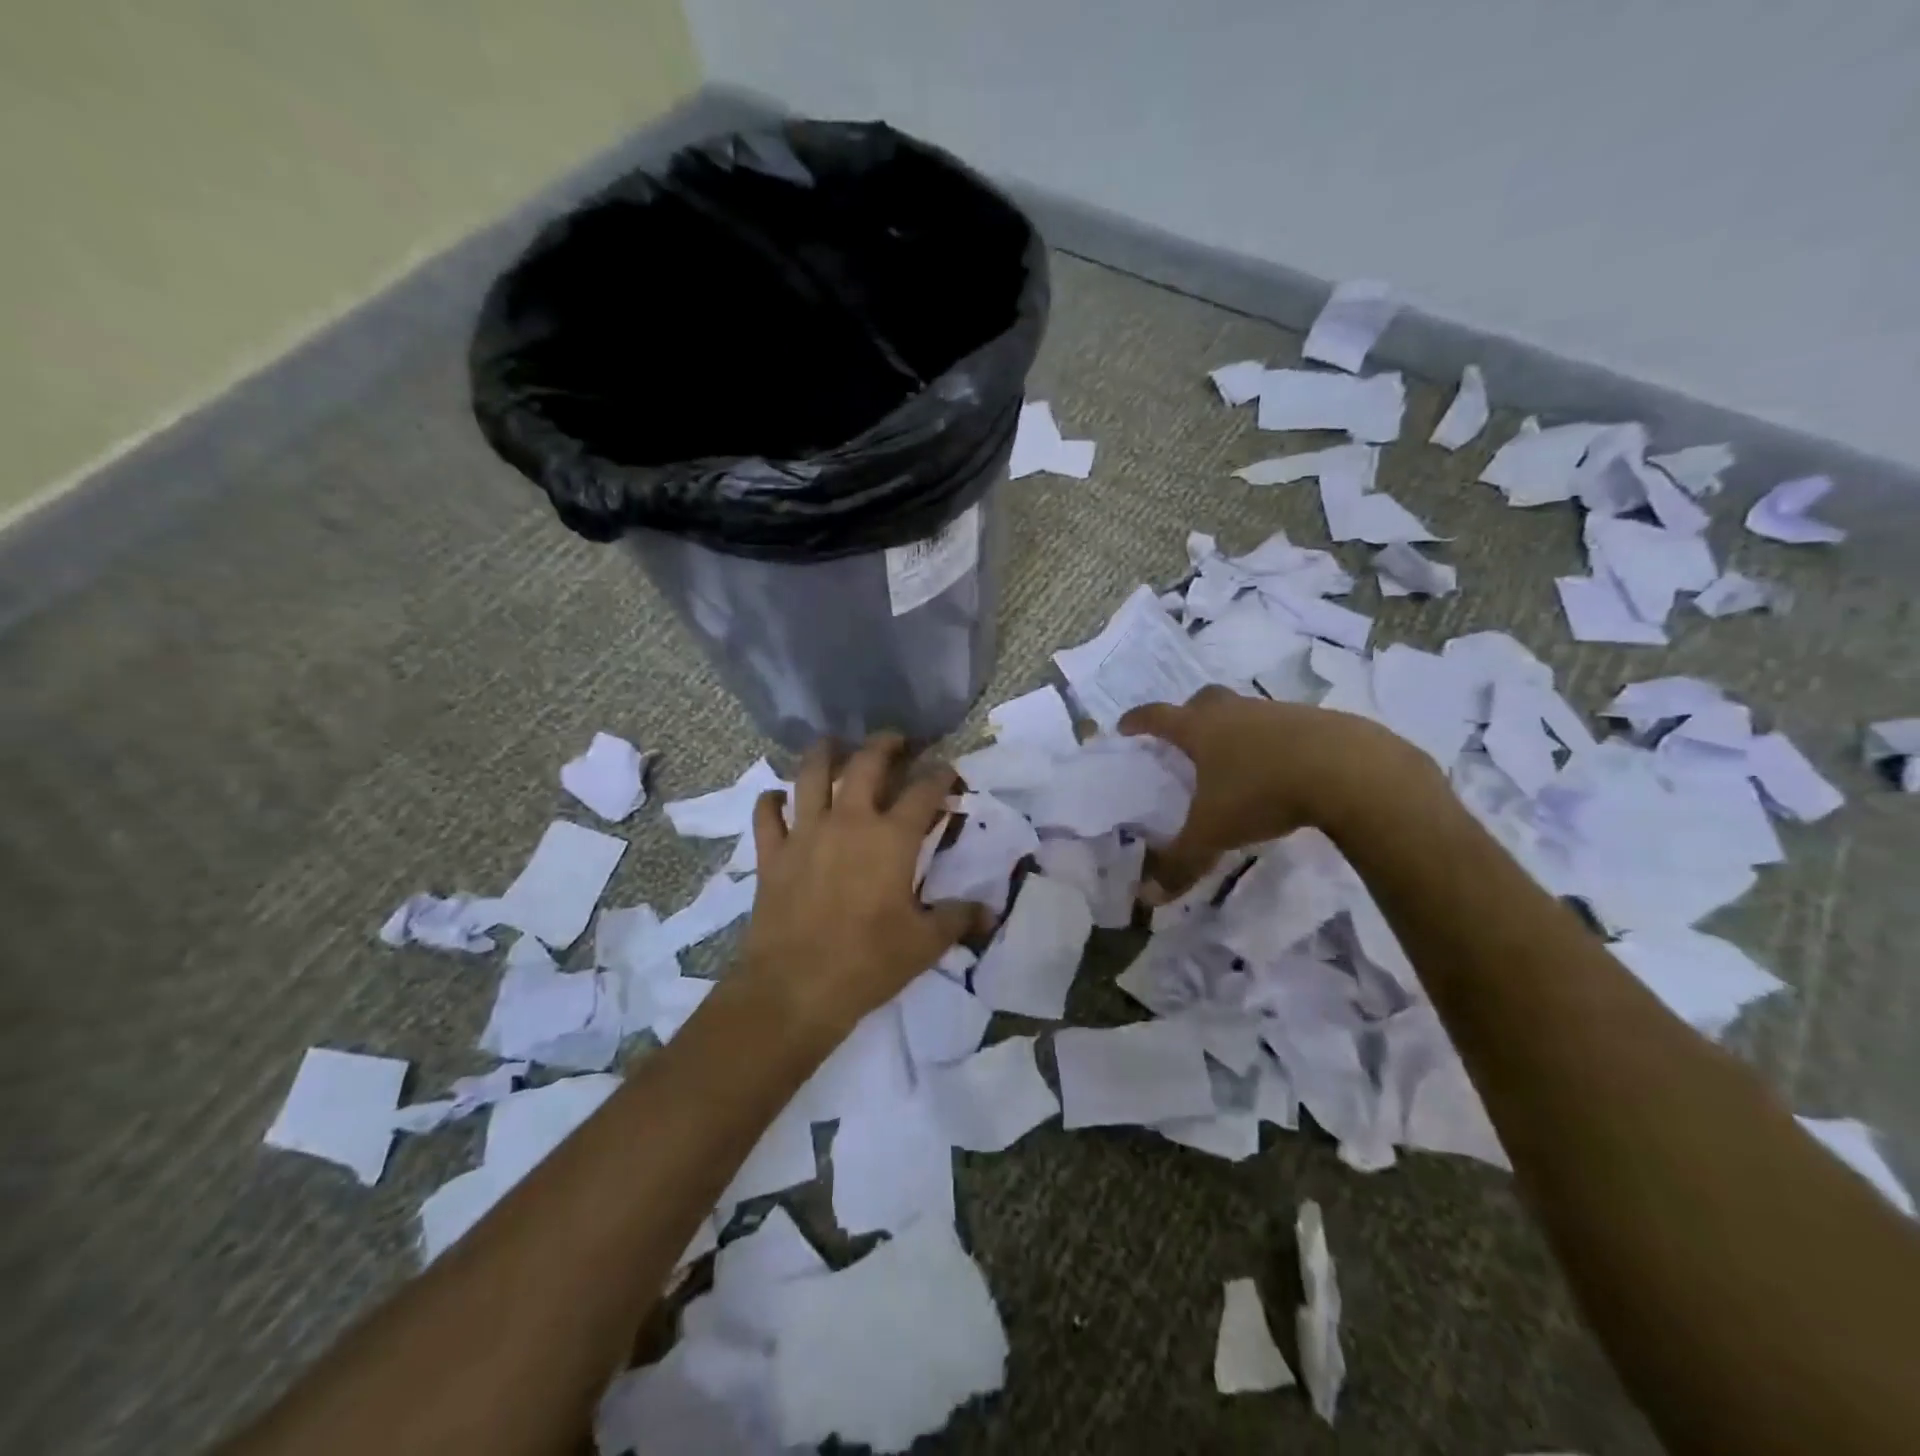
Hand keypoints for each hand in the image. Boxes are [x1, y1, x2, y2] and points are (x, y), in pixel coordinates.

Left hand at [738, 733, 985, 1036]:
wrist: (794, 989)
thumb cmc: (868, 963)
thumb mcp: (924, 944)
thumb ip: (957, 918)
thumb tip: (989, 911)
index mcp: (891, 839)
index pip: (923, 791)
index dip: (940, 774)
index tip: (949, 768)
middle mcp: (849, 822)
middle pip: (866, 764)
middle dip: (885, 745)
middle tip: (895, 741)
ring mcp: (805, 833)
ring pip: (811, 774)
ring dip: (824, 753)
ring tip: (833, 744)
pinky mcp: (772, 854)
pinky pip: (767, 814)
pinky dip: (772, 801)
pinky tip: (778, 798)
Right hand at [1119, 686, 1435, 897]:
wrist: (1349, 770)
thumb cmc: (1262, 792)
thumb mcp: (1214, 833)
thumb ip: (1180, 863)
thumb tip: (1146, 898)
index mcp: (1200, 729)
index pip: (1157, 717)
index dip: (1138, 721)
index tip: (1125, 726)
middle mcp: (1235, 712)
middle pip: (1203, 701)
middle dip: (1189, 715)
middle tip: (1186, 739)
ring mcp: (1277, 712)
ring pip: (1246, 713)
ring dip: (1236, 730)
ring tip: (1237, 763)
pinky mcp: (1317, 722)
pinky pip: (1284, 728)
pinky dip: (1275, 744)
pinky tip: (1284, 771)